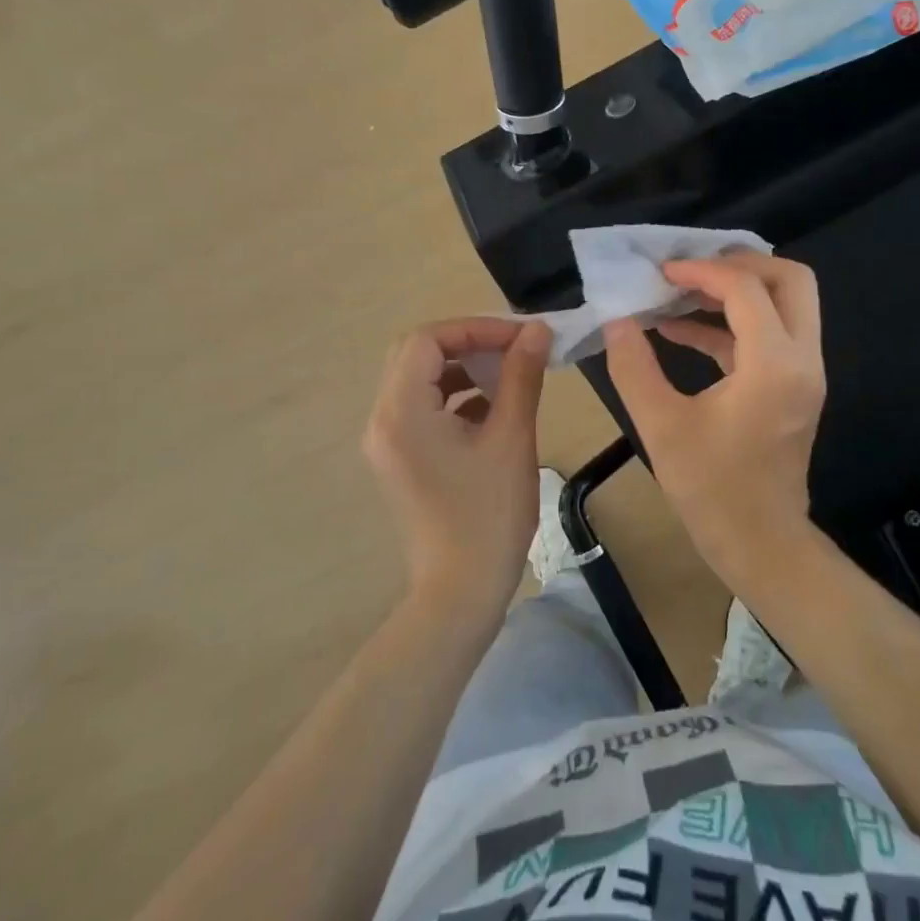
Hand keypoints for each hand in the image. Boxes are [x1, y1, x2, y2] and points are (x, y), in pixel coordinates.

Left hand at [362, 318, 552, 618]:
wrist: (461, 592)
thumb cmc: (488, 515)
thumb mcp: (511, 438)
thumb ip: (521, 376)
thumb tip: (537, 331)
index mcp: (401, 411)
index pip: (427, 340)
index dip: (474, 328)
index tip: (520, 337)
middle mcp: (382, 420)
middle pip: (416, 355)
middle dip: (467, 344)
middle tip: (512, 348)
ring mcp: (387, 442)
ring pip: (419, 381)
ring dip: (462, 369)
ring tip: (509, 374)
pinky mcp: (400, 459)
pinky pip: (422, 409)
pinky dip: (455, 397)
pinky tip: (494, 408)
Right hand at [603, 253, 825, 589]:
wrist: (760, 543)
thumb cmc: (711, 489)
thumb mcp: (660, 425)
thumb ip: (633, 366)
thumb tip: (617, 320)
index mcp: (774, 365)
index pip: (746, 289)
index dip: (701, 272)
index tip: (661, 272)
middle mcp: (802, 359)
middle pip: (790, 280)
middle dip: (741, 264)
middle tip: (692, 268)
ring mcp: (805, 373)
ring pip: (787, 303)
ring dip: (738, 290)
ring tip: (680, 291)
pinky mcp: (794, 387)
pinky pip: (771, 334)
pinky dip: (733, 323)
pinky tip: (682, 328)